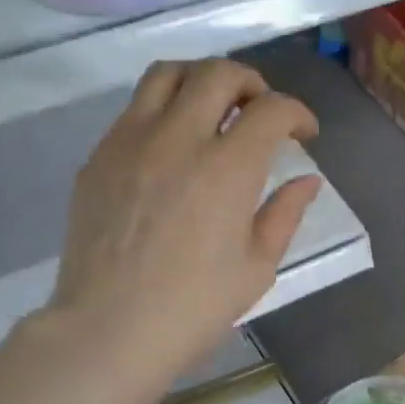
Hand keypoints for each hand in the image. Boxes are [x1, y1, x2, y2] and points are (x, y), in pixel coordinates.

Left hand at [48, 59, 321, 387]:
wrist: (110, 329)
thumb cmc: (194, 308)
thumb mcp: (256, 268)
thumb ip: (284, 214)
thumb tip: (306, 180)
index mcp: (228, 168)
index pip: (271, 109)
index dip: (297, 113)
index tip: (304, 134)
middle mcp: (178, 137)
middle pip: (219, 73)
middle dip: (252, 83)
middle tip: (260, 112)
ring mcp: (130, 141)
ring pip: (167, 74)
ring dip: (201, 81)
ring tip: (213, 110)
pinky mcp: (98, 157)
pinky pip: (134, 110)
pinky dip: (163, 110)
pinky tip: (171, 147)